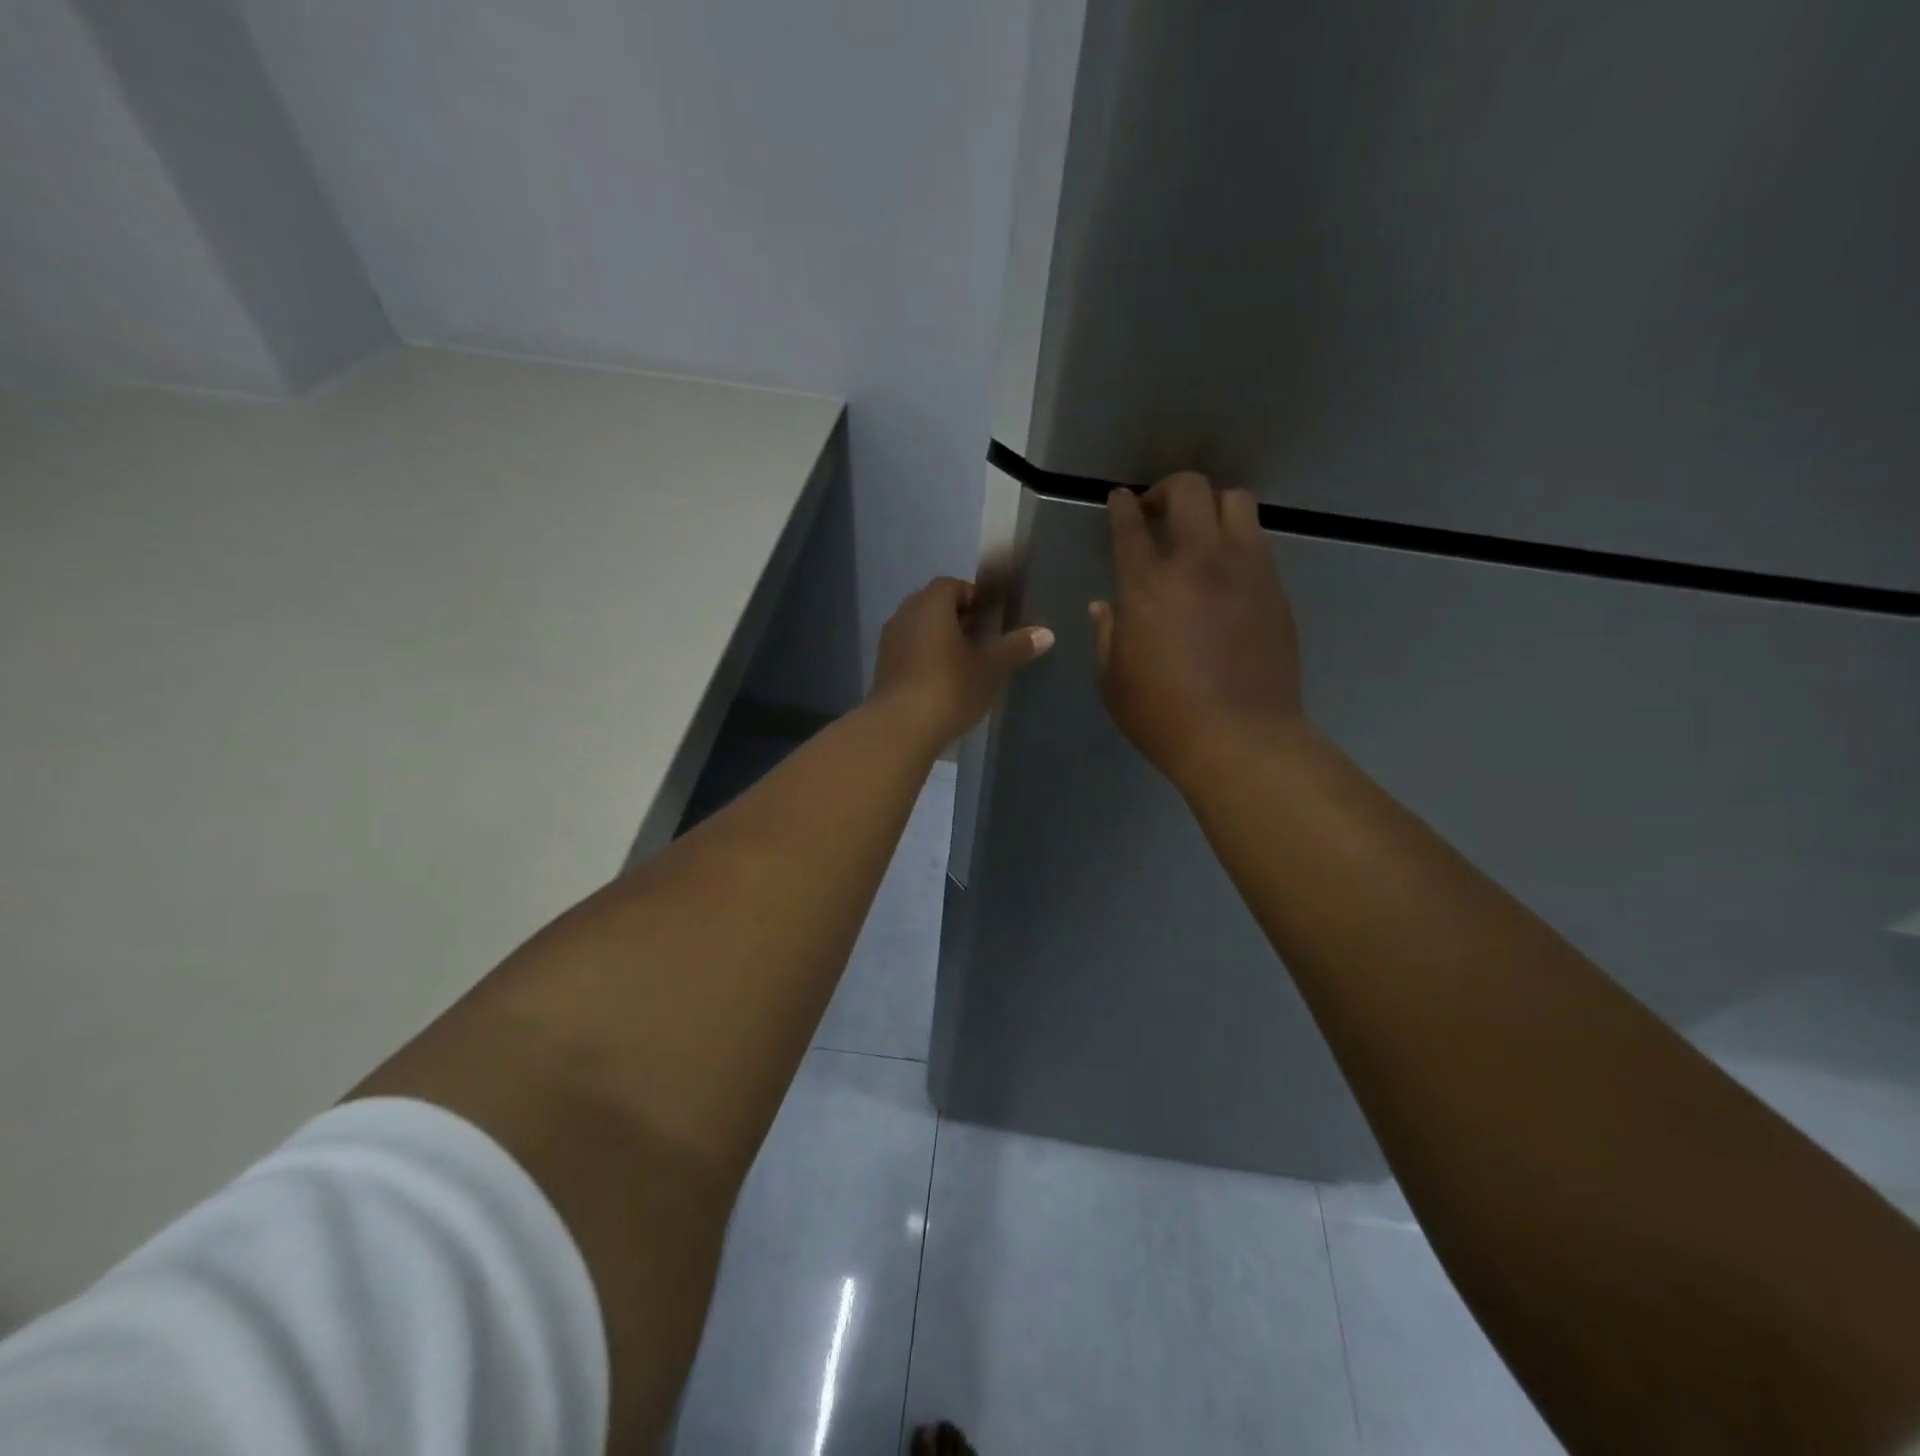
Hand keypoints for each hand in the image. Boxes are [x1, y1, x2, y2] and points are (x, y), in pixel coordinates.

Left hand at [870, 576, 1053, 750]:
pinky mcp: (882, 668)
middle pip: (934, 606)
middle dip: (959, 618)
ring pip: (920, 629)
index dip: (975, 598)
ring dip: (941, 639)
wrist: (899, 728)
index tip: (993, 618)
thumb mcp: (990, 668)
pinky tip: (944, 681)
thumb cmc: (949, 687)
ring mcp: (889, 642)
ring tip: (967, 662)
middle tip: (984, 639)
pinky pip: (909, 651)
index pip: (953, 585)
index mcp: (930, 604)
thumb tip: (1046, 633)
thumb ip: (1015, 647)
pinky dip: (926, 658)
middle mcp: (905, 615)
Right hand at [1090, 472, 1303, 789]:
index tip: (1120, 500)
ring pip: (1235, 501)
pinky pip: (1258, 540)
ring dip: (1211, 506)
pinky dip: (1237, 538)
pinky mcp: (1274, 587)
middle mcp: (1198, 561)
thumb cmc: (1163, 715)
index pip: (1131, 524)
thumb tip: (1106, 606)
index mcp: (1147, 584)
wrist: (1240, 738)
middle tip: (1157, 511)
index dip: (1122, 505)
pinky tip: (1225, 567)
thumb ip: (1107, 634)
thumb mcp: (1113, 680)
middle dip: (1167, 489)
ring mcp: (1244, 569)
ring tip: (1200, 531)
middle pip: (1189, 490)